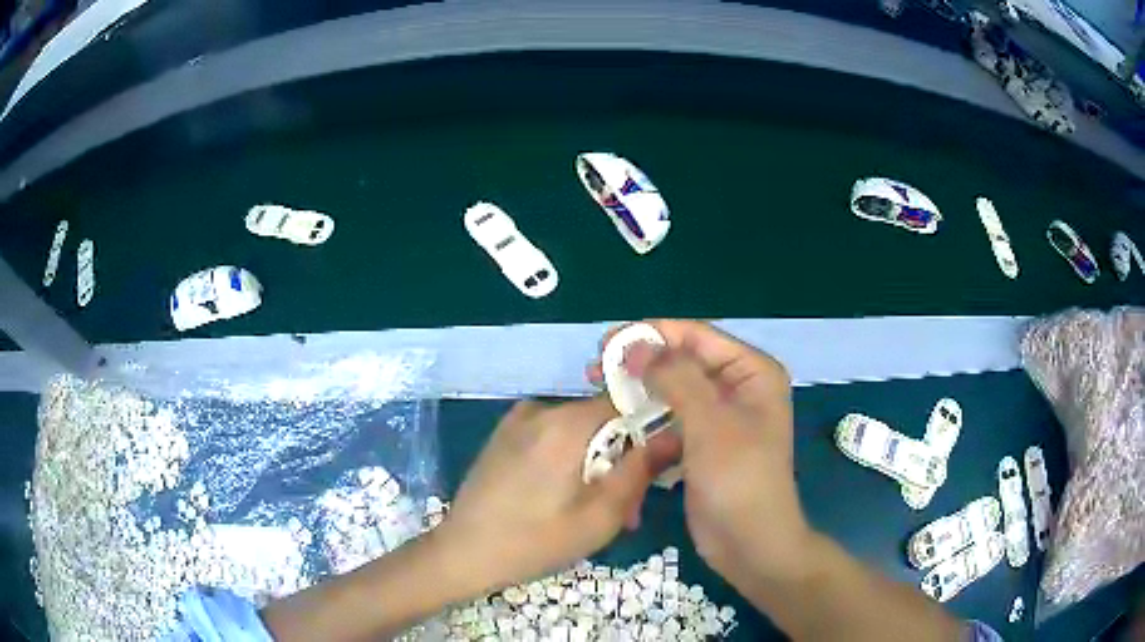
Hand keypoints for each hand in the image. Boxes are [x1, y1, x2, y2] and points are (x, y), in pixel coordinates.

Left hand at [433, 398, 677, 592]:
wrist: (462, 553)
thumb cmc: (534, 541)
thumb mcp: (601, 516)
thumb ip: (641, 470)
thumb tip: (676, 433)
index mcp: (566, 423)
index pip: (627, 401)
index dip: (648, 430)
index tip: (654, 468)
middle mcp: (541, 408)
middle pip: (602, 420)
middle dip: (620, 460)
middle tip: (625, 509)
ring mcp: (517, 420)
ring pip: (578, 432)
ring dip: (595, 465)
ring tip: (594, 511)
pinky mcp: (504, 435)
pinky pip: (552, 437)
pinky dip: (568, 461)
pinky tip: (564, 499)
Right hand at [590, 320, 812, 585]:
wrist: (750, 544)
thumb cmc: (739, 479)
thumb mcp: (710, 424)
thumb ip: (675, 378)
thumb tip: (635, 345)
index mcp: (752, 372)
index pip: (697, 337)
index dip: (652, 334)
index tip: (606, 343)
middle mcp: (738, 388)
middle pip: (683, 361)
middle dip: (641, 363)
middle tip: (596, 368)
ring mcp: (719, 418)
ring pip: (673, 390)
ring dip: (639, 389)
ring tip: (599, 389)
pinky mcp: (702, 444)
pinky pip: (670, 419)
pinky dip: (646, 418)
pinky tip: (618, 420)